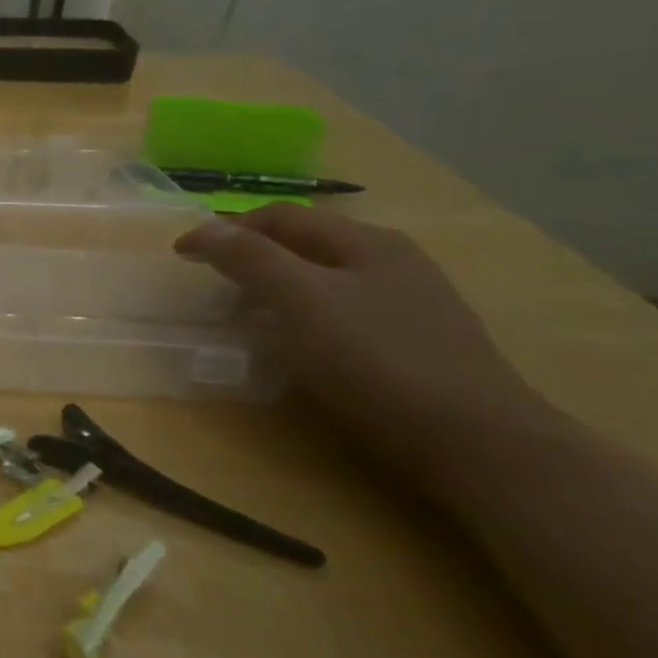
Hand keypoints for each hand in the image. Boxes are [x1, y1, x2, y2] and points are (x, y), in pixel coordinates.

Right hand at [174, 206, 547, 480]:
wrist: (474, 440)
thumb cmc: (376, 361)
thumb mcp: (302, 302)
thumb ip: (251, 260)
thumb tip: (203, 228)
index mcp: (366, 242)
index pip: (280, 217)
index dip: (225, 230)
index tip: (182, 256)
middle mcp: (391, 261)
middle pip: (305, 244)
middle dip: (251, 256)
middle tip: (212, 285)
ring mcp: (410, 301)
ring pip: (324, 279)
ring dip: (276, 287)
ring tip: (245, 315)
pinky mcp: (414, 341)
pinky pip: (343, 311)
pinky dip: (304, 315)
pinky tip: (299, 344)